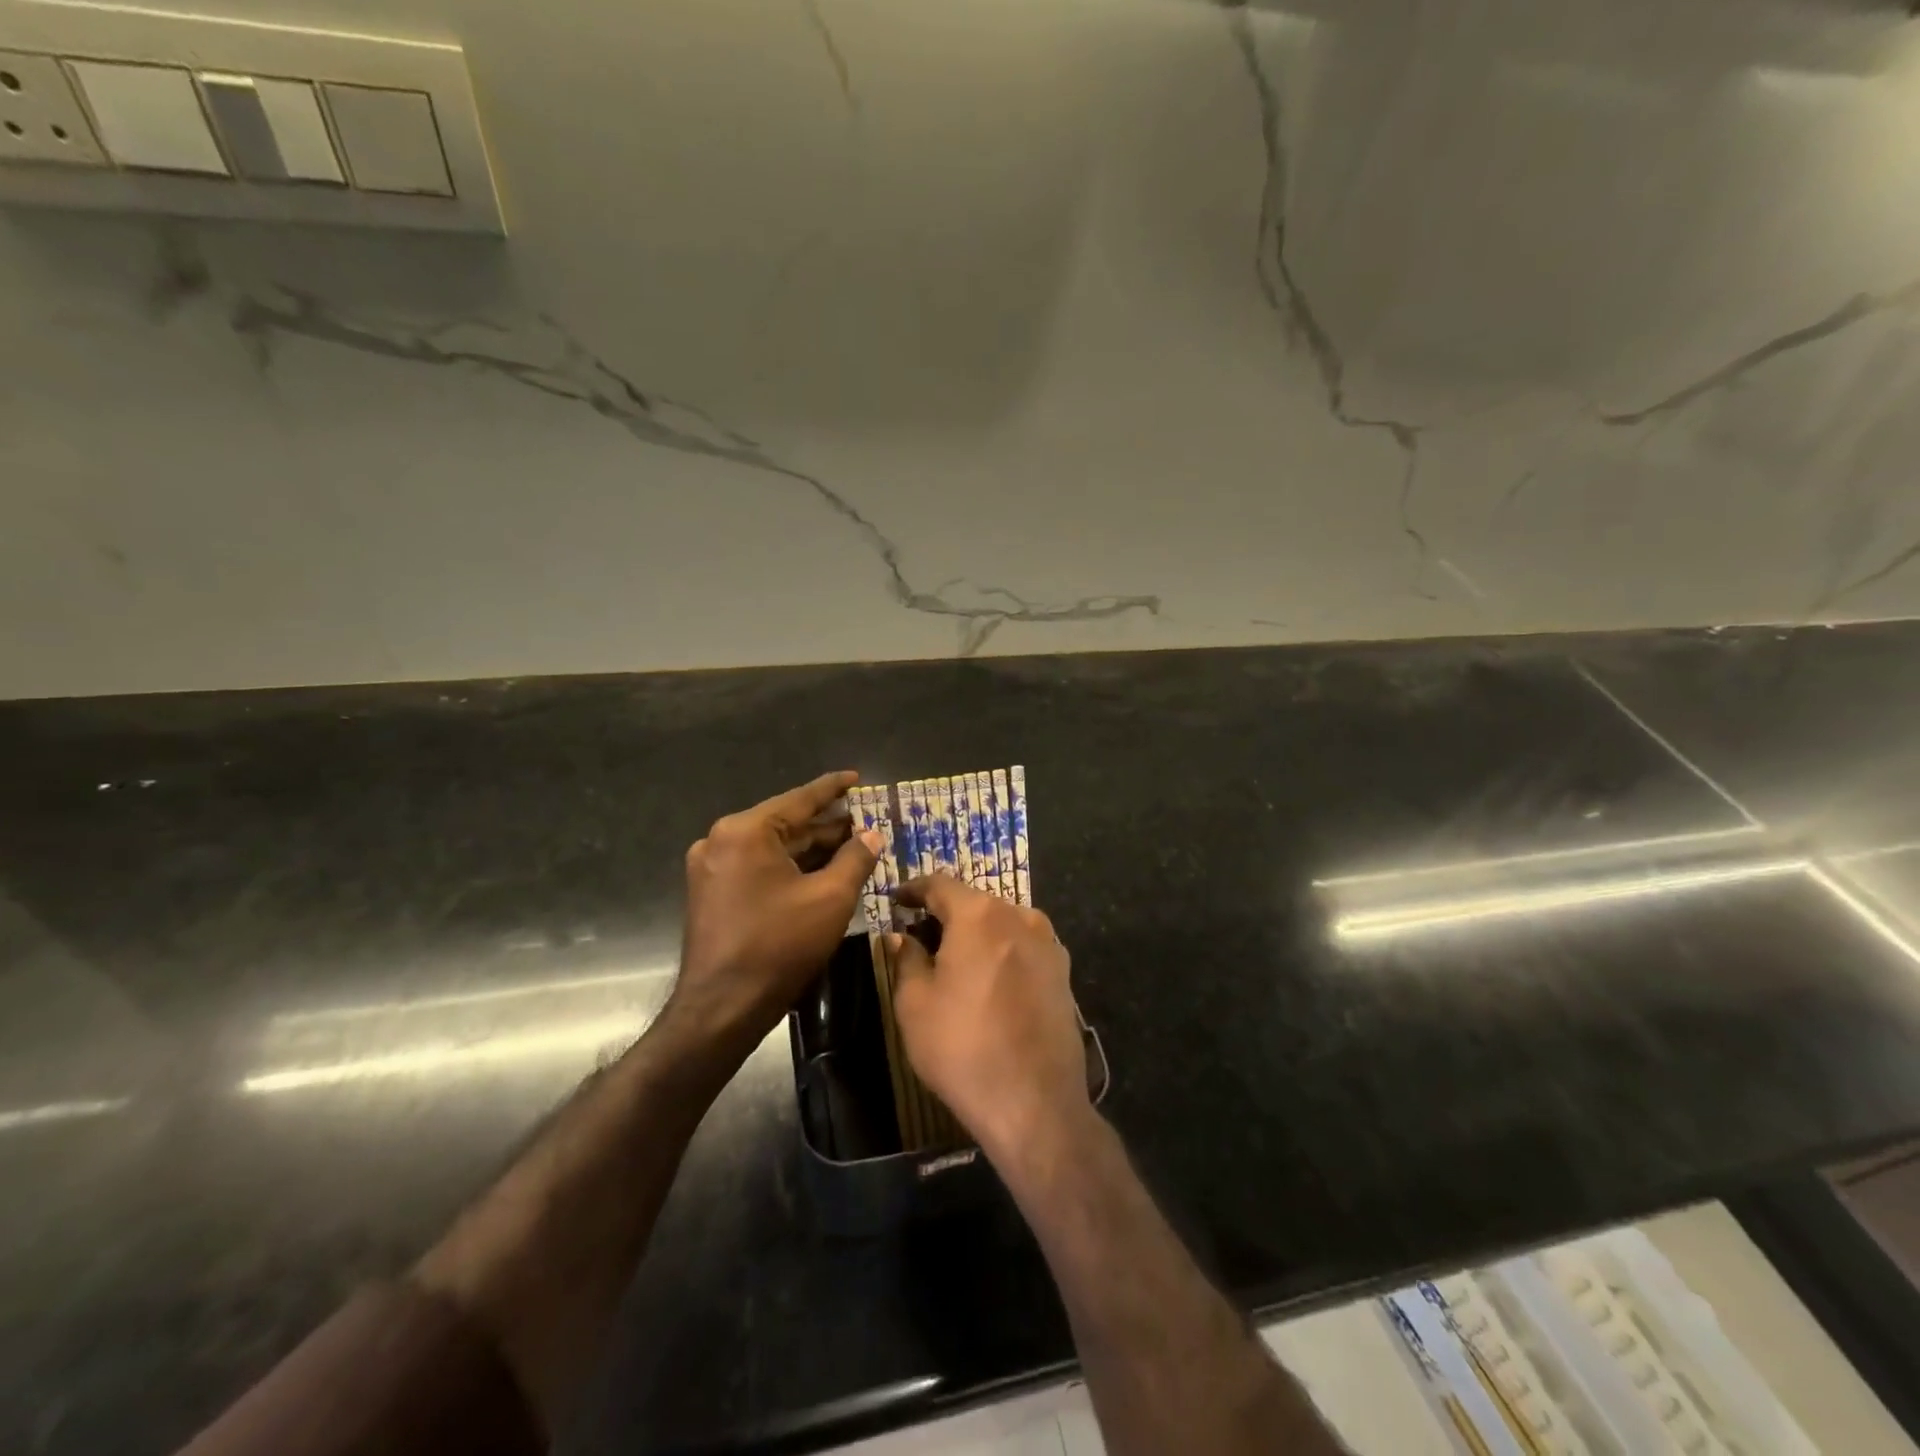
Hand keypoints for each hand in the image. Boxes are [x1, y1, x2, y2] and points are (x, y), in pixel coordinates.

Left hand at [672, 770, 880, 1048]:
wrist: (722, 1008)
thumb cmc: (779, 946)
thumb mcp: (830, 898)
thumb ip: (856, 858)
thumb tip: (873, 834)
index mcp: (745, 831)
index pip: (800, 799)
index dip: (833, 788)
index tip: (856, 776)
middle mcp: (722, 840)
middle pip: (786, 824)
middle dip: (827, 825)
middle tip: (866, 821)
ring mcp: (712, 867)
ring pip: (774, 848)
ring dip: (812, 849)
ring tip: (853, 845)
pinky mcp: (712, 892)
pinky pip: (759, 867)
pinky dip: (790, 868)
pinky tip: (822, 872)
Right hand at [889, 873, 1088, 1160]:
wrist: (1035, 1102)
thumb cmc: (963, 1047)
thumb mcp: (915, 1003)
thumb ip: (907, 959)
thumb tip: (903, 937)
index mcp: (979, 915)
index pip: (939, 884)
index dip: (914, 889)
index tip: (897, 900)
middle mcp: (1019, 916)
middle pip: (975, 902)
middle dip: (946, 913)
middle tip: (921, 933)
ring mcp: (1049, 944)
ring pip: (1003, 923)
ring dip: (978, 933)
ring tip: (956, 958)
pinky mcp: (1064, 973)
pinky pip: (1024, 948)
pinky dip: (1002, 952)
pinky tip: (990, 980)